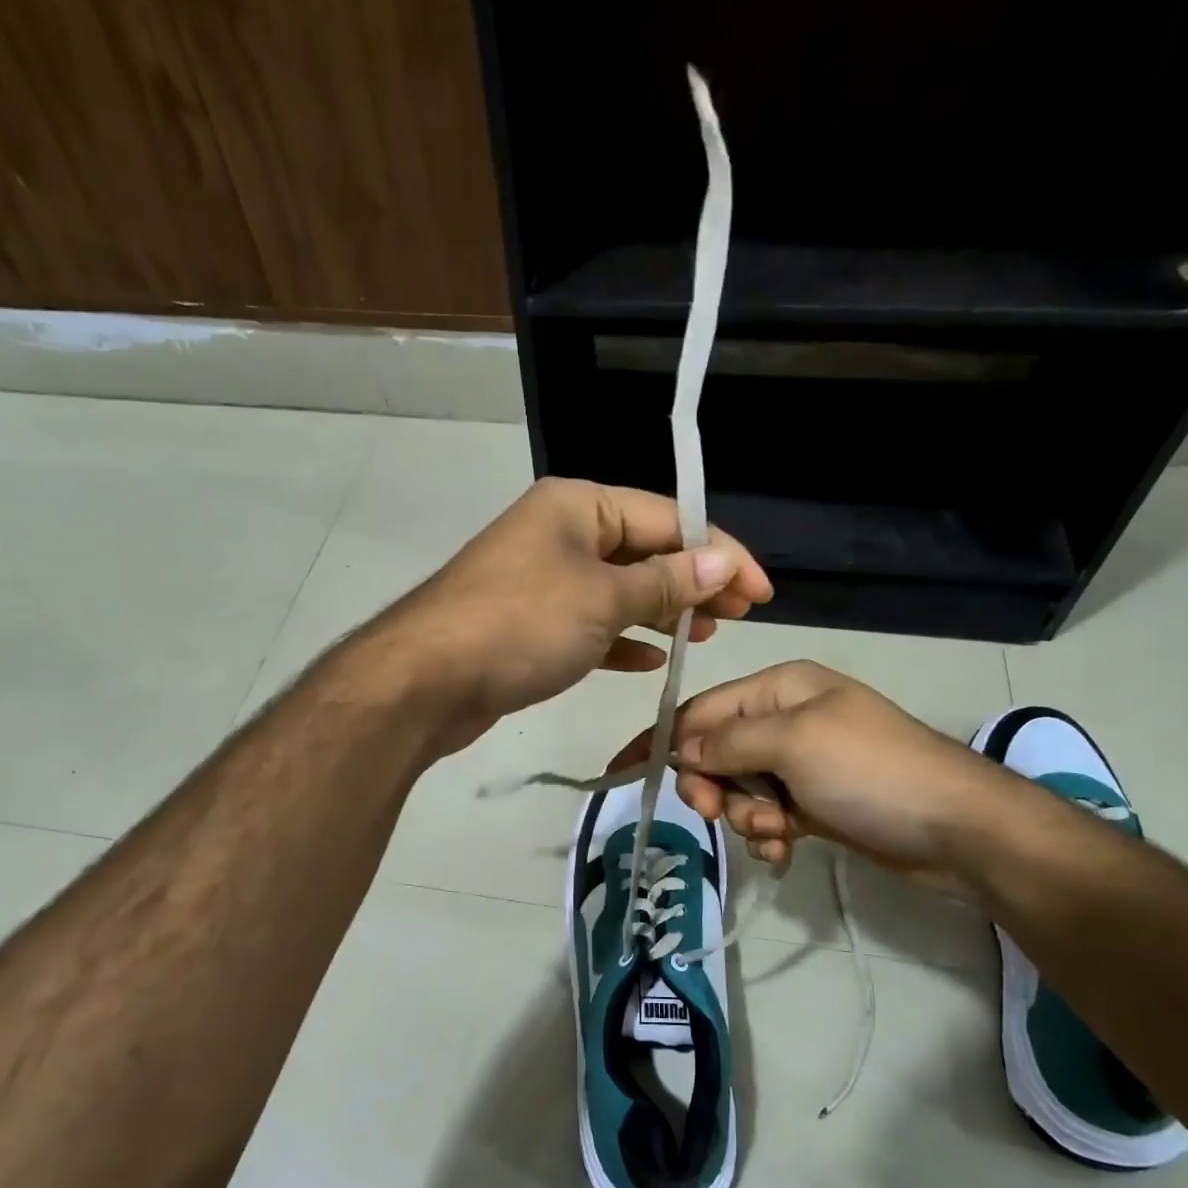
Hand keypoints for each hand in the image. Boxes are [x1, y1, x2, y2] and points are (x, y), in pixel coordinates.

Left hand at [379, 478, 771, 752]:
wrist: (426, 681)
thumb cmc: (521, 625)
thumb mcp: (603, 598)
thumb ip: (666, 580)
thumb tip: (722, 562)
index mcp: (579, 506)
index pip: (668, 517)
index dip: (720, 553)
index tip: (761, 593)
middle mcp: (561, 533)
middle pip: (645, 551)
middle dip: (693, 583)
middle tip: (738, 617)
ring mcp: (543, 580)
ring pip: (619, 590)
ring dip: (662, 611)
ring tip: (703, 637)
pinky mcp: (531, 625)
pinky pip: (591, 625)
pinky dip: (622, 639)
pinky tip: (651, 660)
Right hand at [651, 661, 1018, 879]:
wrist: (957, 828)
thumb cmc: (871, 770)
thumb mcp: (793, 743)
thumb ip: (729, 742)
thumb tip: (682, 748)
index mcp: (780, 688)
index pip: (701, 710)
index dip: (662, 740)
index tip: (623, 772)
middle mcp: (786, 719)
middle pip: (716, 751)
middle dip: (714, 786)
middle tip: (720, 814)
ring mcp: (802, 763)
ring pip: (739, 789)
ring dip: (747, 816)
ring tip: (778, 832)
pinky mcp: (815, 802)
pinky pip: (768, 814)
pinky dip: (769, 833)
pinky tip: (787, 849)